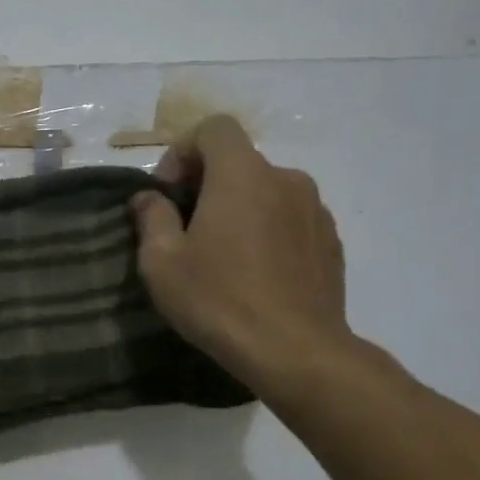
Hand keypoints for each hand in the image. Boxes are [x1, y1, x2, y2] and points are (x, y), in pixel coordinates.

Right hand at [131, 116, 352, 395]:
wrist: (295, 351)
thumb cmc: (217, 299)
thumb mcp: (161, 262)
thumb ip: (151, 217)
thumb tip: (148, 197)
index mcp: (241, 174)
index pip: (214, 128)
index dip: (185, 150)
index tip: (170, 193)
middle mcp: (285, 179)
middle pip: (239, 161)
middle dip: (207, 183)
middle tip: (186, 228)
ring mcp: (315, 209)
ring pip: (266, 191)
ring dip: (240, 208)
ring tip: (223, 255)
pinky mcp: (331, 241)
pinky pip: (290, 218)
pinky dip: (268, 230)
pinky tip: (255, 273)